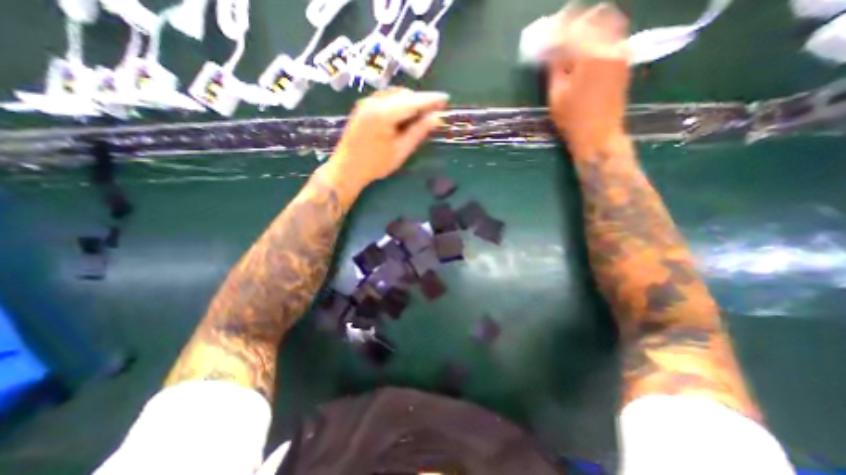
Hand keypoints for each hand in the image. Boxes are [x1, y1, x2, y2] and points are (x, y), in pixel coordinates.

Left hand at [322, 87, 449, 200]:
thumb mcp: (400, 151)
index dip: (431, 99)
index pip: (413, 101)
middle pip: (404, 95)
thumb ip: (418, 132)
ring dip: (409, 102)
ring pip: (394, 95)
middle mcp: (374, 102)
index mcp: (384, 113)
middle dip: (420, 101)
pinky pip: (385, 99)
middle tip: (433, 112)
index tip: (446, 98)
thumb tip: (436, 118)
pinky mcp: (363, 108)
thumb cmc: (375, 164)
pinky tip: (403, 116)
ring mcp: (366, 103)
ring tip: (420, 116)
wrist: (346, 169)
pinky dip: (398, 104)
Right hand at [545, 3, 629, 153]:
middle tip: (558, 35)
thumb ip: (554, 68)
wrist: (599, 135)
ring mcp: (621, 51)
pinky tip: (585, 49)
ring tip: (571, 41)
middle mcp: (610, 45)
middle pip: (593, 17)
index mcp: (590, 54)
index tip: (544, 36)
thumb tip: (551, 49)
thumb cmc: (573, 120)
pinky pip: (613, 36)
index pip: (571, 28)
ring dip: (587, 27)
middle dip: (573, 23)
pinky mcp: (624, 60)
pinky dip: (598, 36)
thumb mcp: (556, 95)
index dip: (556, 30)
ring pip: (607, 22)